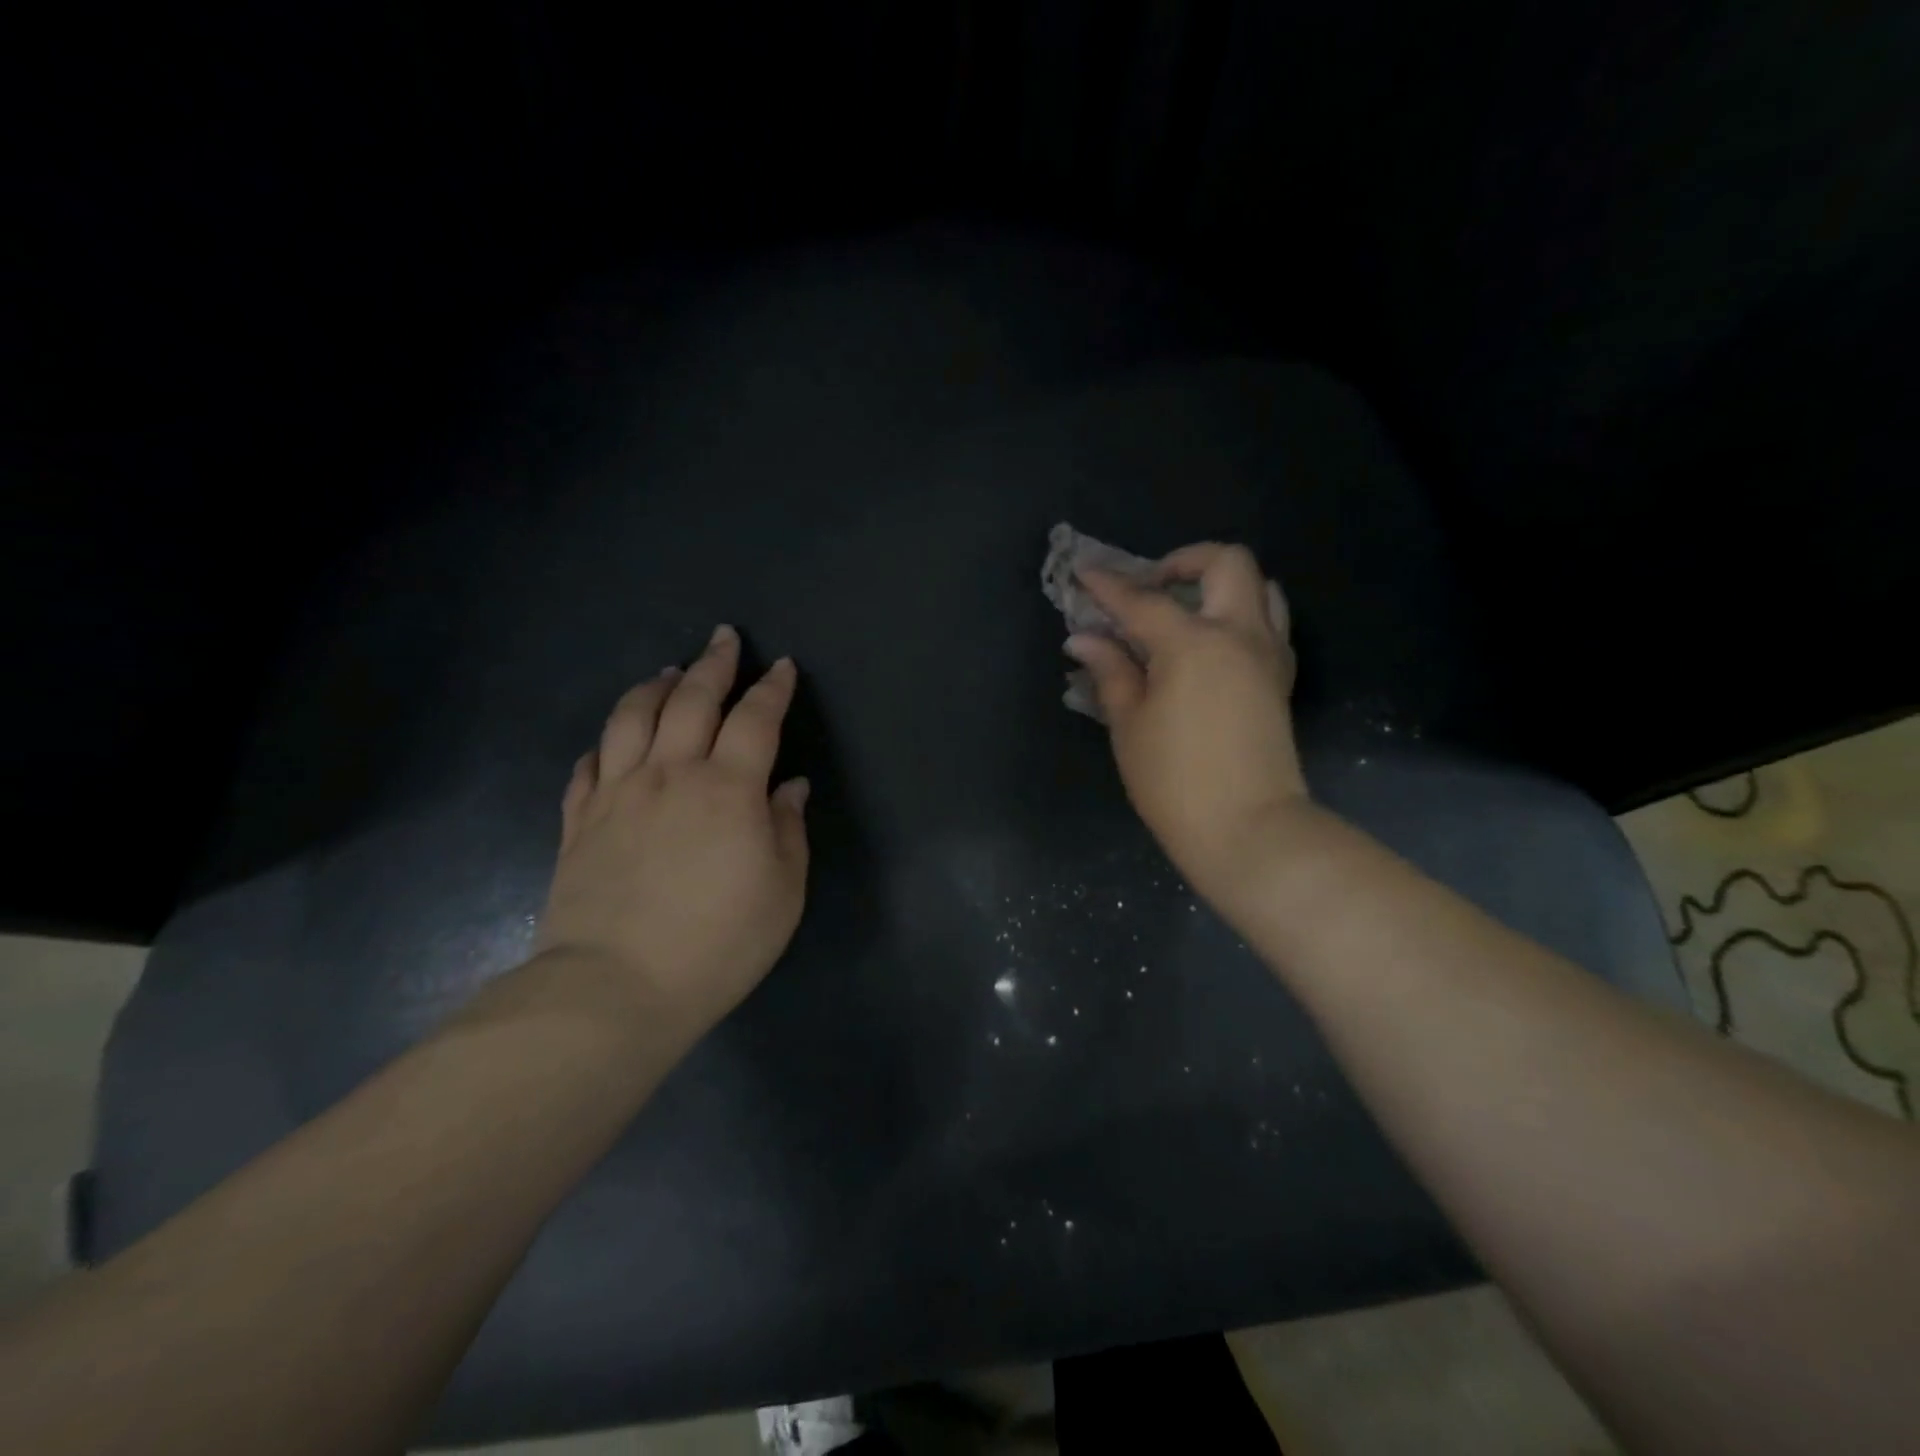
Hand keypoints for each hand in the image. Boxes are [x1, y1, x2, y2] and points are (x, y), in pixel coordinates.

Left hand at [535, 625, 810, 1043]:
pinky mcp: (580, 821)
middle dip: (712, 664)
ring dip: (655, 687)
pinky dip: (605, 742)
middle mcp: (670, 775)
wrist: (616, 989)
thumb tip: (789, 788)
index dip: (771, 689)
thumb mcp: (782, 892)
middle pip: (691, 701)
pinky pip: (589, 765)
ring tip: (668, 671)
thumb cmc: (718, 943)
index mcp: (727, 789)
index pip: (755, 720)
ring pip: (632, 718)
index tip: (782, 667)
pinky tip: (612, 740)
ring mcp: (618, 794)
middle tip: (723, 638)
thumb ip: (788, 830)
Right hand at [1067, 543, 1305, 911]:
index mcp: (1193, 643)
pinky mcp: (1280, 678)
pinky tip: (1211, 645)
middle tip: (1151, 588)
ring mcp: (1268, 654)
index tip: (1083, 573)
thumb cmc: (1174, 782)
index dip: (1108, 586)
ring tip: (1186, 611)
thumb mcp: (1129, 725)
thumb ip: (1110, 671)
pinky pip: (1270, 623)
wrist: (1248, 830)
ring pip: (1261, 586)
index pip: (1143, 600)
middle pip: (1226, 562)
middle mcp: (1239, 634)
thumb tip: (1084, 639)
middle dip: (1183, 560)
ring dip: (1221, 584)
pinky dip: (1241, 615)